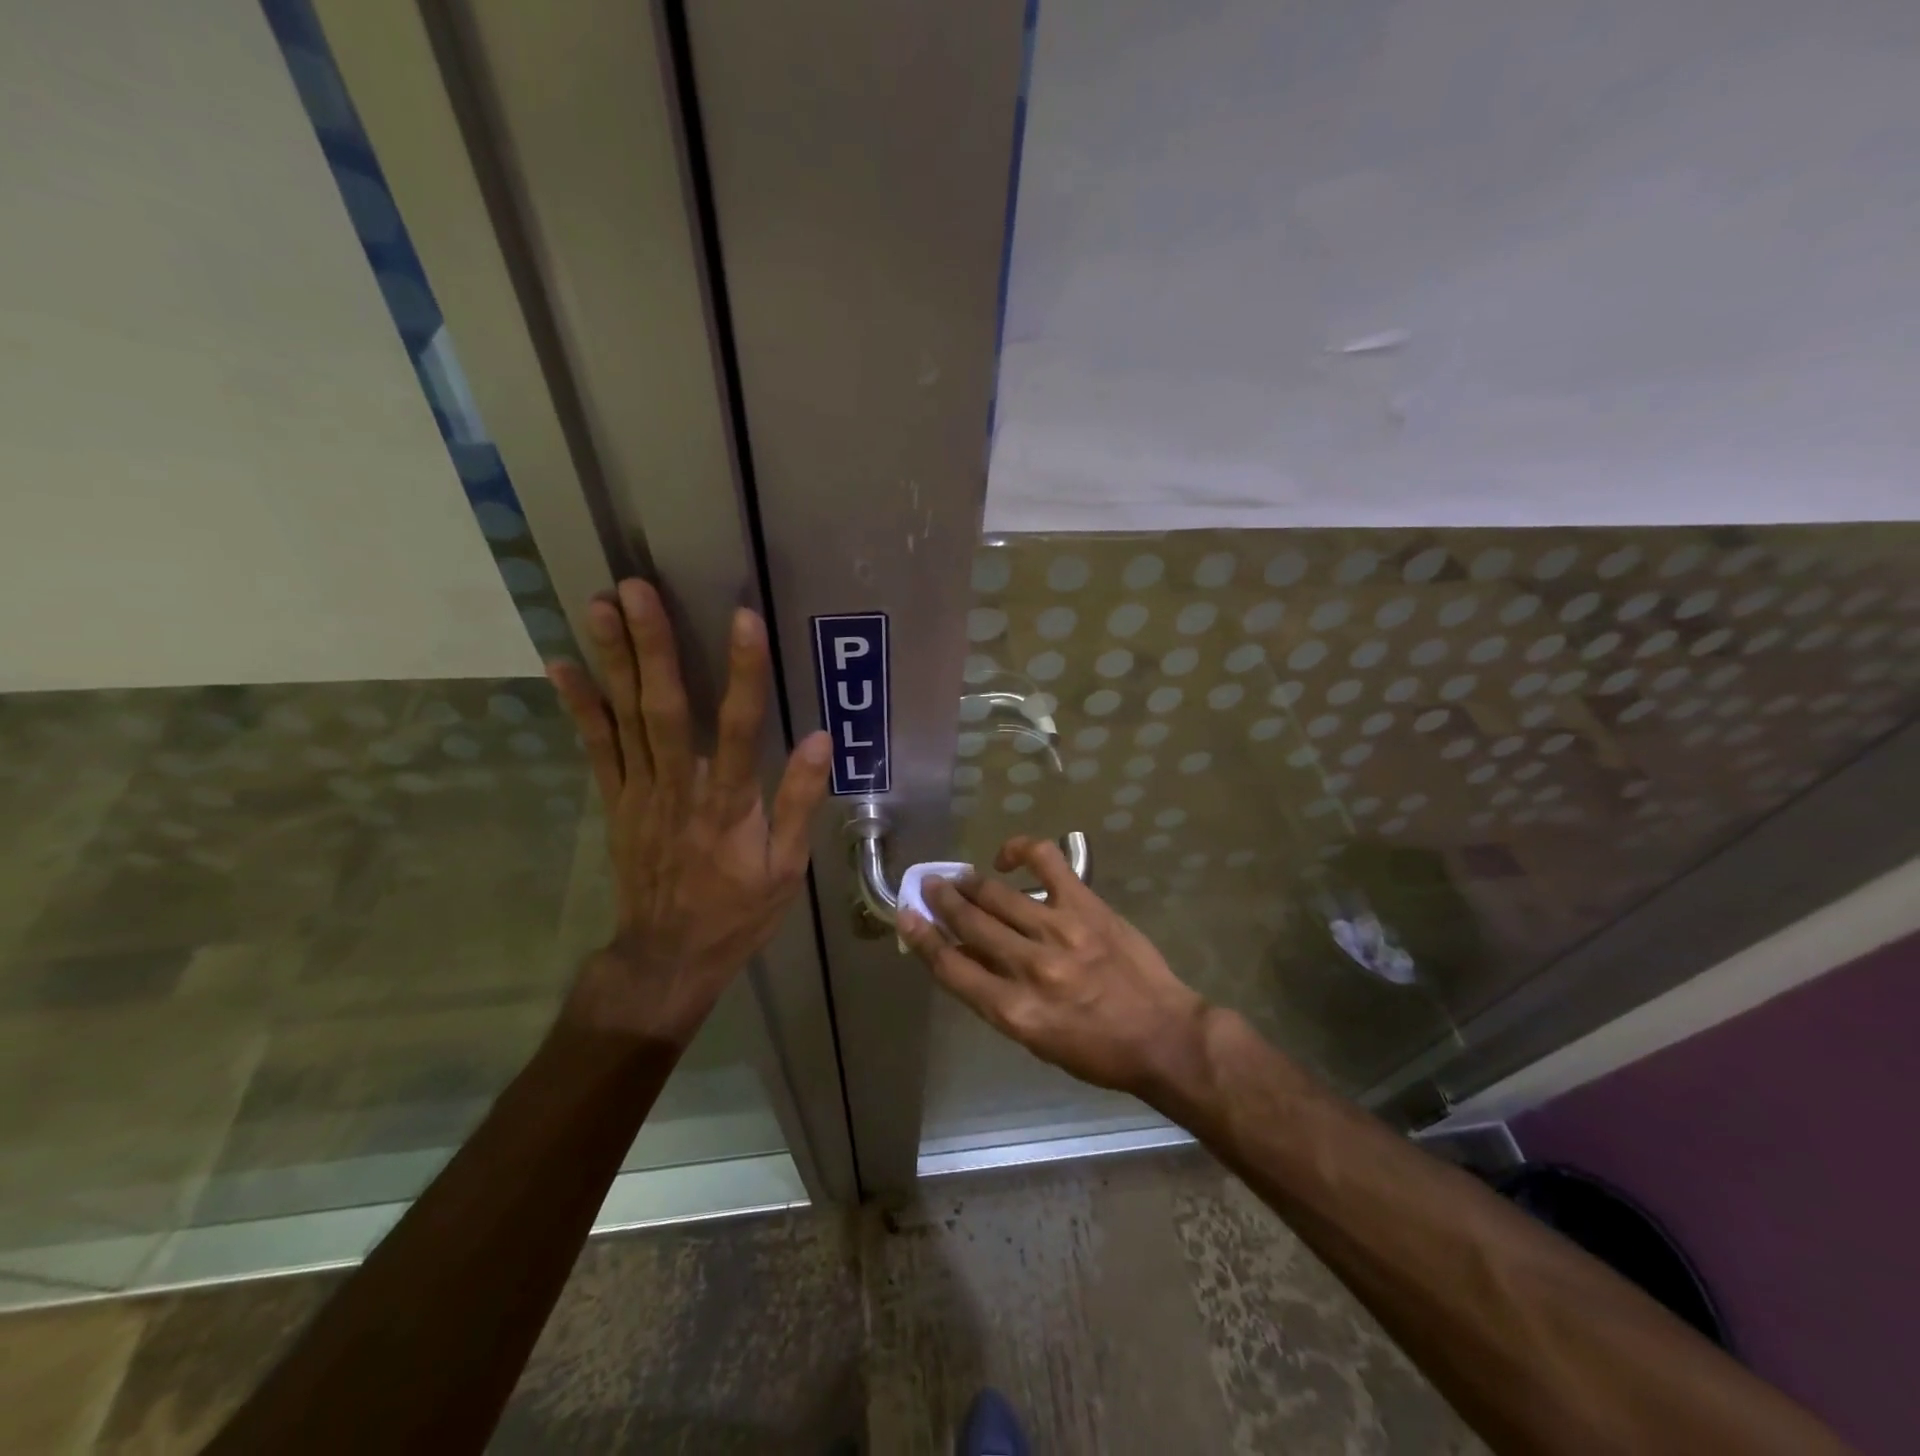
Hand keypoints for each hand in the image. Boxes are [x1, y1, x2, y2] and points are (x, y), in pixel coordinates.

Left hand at [547, 580, 830, 1043]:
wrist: (667, 958)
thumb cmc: (737, 913)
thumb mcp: (787, 869)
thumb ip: (800, 802)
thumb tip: (821, 740)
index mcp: (730, 805)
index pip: (741, 728)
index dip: (743, 672)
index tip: (743, 619)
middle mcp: (680, 788)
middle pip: (666, 709)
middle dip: (654, 646)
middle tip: (637, 589)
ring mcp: (640, 793)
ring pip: (625, 718)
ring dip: (612, 660)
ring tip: (600, 605)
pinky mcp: (615, 802)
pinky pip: (595, 749)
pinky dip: (579, 707)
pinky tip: (563, 666)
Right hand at [897, 836, 1212, 1104]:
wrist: (1163, 1035)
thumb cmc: (1097, 1051)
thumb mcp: (1035, 1040)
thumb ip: (997, 997)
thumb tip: (964, 955)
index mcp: (1014, 1010)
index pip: (952, 967)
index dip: (923, 938)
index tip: (907, 915)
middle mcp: (1030, 967)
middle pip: (970, 923)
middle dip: (942, 901)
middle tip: (930, 886)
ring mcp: (1059, 930)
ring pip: (998, 895)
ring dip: (971, 883)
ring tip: (960, 877)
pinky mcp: (1086, 905)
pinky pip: (1046, 862)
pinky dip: (1021, 850)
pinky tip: (1007, 856)